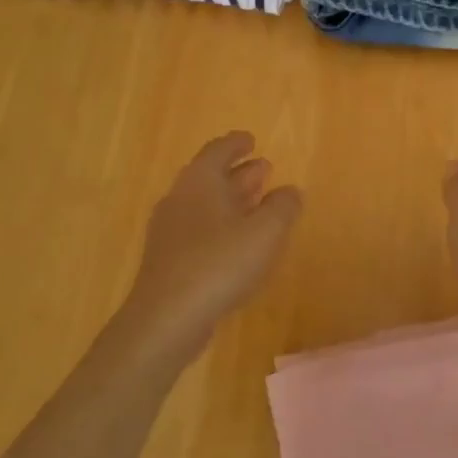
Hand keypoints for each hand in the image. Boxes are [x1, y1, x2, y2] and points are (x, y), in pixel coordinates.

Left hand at [110, 131, 302, 369]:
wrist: (166, 318)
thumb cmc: (219, 264)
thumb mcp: (264, 233)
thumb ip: (282, 207)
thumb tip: (291, 191)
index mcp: (199, 181)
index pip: (218, 150)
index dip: (237, 144)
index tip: (251, 140)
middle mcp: (180, 198)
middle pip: (210, 176)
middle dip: (239, 172)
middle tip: (264, 169)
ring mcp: (170, 230)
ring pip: (205, 204)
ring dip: (232, 199)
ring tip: (258, 202)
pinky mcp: (168, 259)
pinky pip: (199, 229)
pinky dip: (222, 225)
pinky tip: (238, 243)